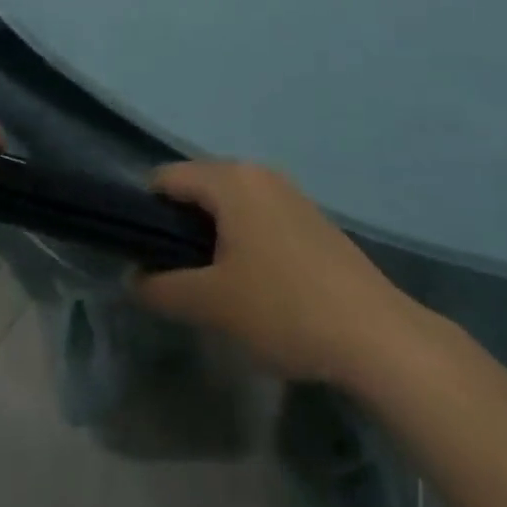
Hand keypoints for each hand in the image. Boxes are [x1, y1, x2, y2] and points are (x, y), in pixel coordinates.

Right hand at [134, 162, 411, 386]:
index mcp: (231, 180)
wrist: (374, 333)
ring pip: (229, 202)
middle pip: (199, 186)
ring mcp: (288, 192)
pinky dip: (241, 237)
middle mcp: (258, 173)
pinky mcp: (309, 217)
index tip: (142, 253)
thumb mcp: (212, 304)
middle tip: (174, 273)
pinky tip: (251, 282)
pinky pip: (257, 214)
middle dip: (178, 225)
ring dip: (210, 234)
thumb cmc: (284, 308)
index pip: (167, 177)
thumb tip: (132, 279)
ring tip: (210, 282)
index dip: (145, 212)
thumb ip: (162, 288)